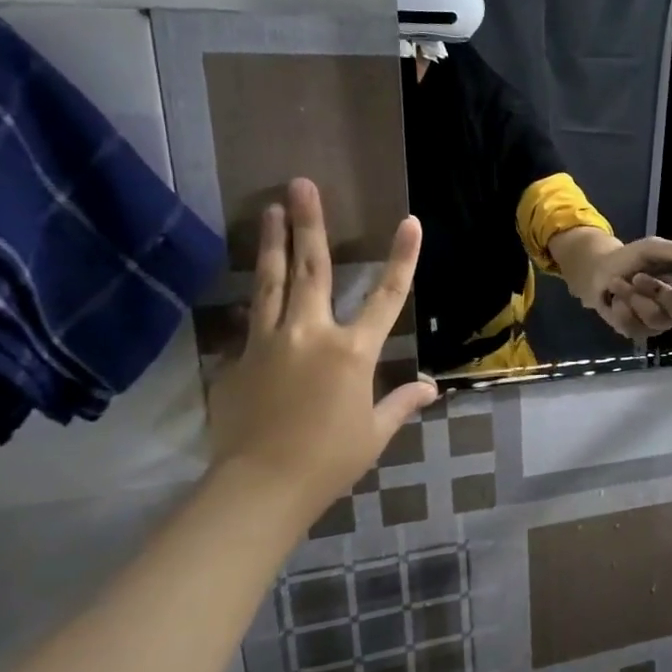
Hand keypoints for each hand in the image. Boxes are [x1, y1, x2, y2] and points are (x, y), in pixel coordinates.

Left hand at [207, 178, 437, 521]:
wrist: (259, 487)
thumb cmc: (330, 460)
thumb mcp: (375, 432)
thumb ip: (402, 403)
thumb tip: (432, 389)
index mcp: (352, 352)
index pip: (387, 296)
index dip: (402, 257)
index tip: (410, 222)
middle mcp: (310, 334)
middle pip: (312, 269)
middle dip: (308, 224)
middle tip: (299, 184)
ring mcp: (269, 343)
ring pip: (271, 283)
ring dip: (272, 244)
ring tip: (267, 209)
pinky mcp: (238, 360)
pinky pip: (252, 323)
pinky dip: (257, 302)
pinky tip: (254, 288)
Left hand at [553, 229, 671, 339]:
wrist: (598, 272)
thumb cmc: (631, 259)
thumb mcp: (652, 249)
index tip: (668, 281)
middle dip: (657, 294)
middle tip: (637, 277)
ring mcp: (655, 324)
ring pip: (654, 319)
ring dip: (633, 297)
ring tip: (617, 282)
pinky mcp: (635, 332)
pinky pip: (632, 327)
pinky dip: (620, 308)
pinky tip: (614, 298)